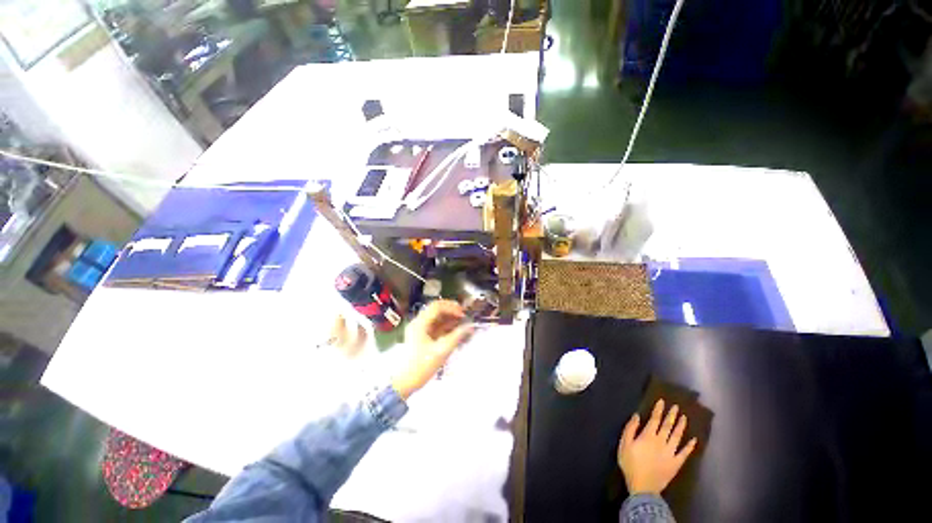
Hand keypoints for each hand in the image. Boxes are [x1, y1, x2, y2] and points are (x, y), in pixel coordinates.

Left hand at [391, 300, 473, 399]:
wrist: (404, 383)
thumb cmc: (422, 366)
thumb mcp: (441, 351)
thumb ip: (457, 336)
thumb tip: (470, 326)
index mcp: (420, 323)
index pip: (437, 307)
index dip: (451, 307)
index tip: (463, 314)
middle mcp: (418, 323)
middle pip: (436, 310)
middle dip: (451, 311)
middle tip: (464, 315)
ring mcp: (419, 330)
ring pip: (436, 318)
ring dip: (449, 318)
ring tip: (462, 322)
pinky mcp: (422, 337)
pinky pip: (435, 326)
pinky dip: (445, 326)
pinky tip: (455, 329)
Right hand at [617, 399, 697, 494]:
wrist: (643, 487)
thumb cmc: (630, 464)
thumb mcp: (624, 444)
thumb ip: (630, 429)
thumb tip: (637, 416)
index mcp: (648, 436)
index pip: (654, 419)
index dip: (658, 410)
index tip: (662, 401)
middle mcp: (661, 441)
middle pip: (667, 426)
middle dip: (671, 416)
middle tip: (676, 407)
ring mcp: (670, 453)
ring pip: (677, 437)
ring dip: (681, 427)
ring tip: (684, 418)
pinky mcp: (676, 463)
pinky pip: (684, 453)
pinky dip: (690, 446)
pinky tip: (694, 440)